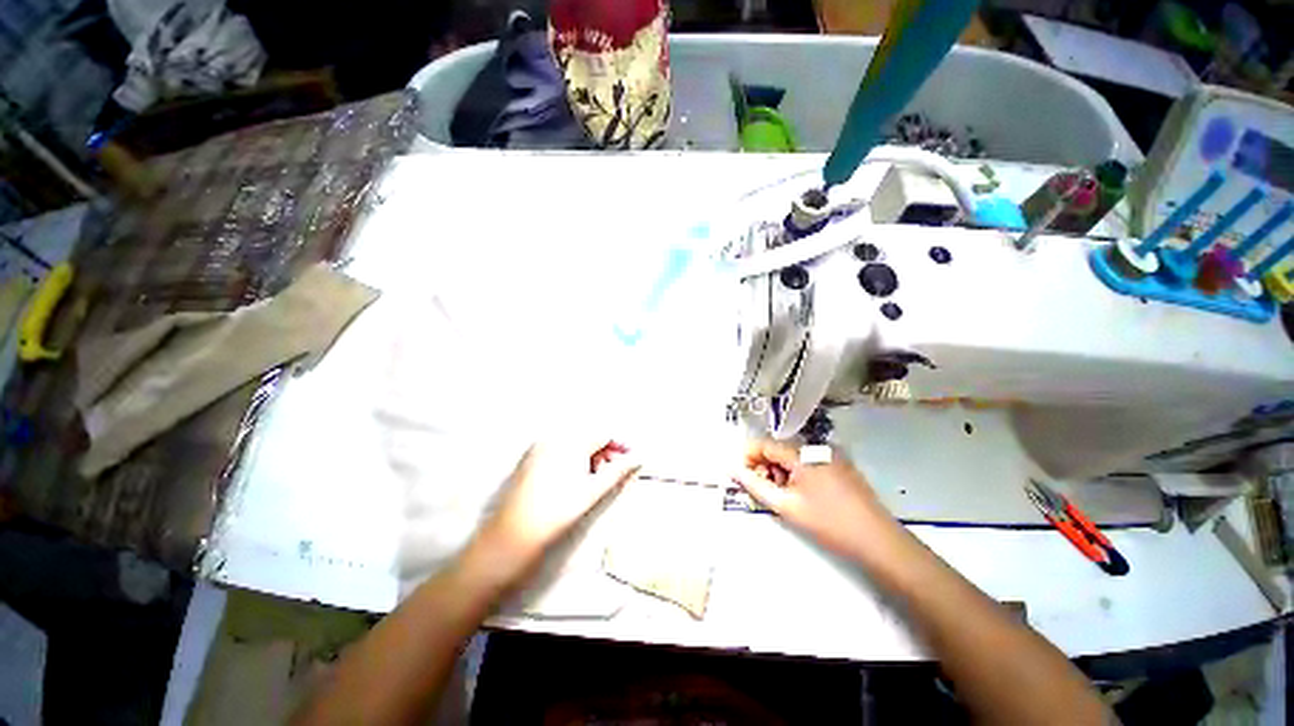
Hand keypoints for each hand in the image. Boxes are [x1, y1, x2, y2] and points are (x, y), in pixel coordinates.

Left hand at [473, 438, 640, 579]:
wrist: (509, 541)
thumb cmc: (554, 515)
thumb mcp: (592, 492)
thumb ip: (619, 471)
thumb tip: (641, 457)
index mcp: (568, 442)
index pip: (603, 433)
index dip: (621, 445)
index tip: (633, 460)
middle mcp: (551, 438)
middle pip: (589, 437)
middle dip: (606, 452)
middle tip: (614, 474)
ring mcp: (538, 449)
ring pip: (575, 445)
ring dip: (591, 457)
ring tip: (595, 481)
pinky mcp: (530, 460)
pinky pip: (560, 451)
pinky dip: (574, 461)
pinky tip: (575, 481)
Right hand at [732, 439, 896, 559]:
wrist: (879, 541)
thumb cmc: (829, 523)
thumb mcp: (786, 506)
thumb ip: (755, 486)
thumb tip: (732, 469)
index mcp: (802, 453)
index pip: (764, 444)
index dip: (748, 458)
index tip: (741, 477)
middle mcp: (816, 447)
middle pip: (779, 449)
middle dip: (764, 467)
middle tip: (761, 491)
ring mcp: (831, 455)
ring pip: (793, 457)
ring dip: (780, 472)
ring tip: (782, 497)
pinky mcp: (841, 466)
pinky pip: (809, 463)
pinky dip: (797, 474)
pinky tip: (801, 496)